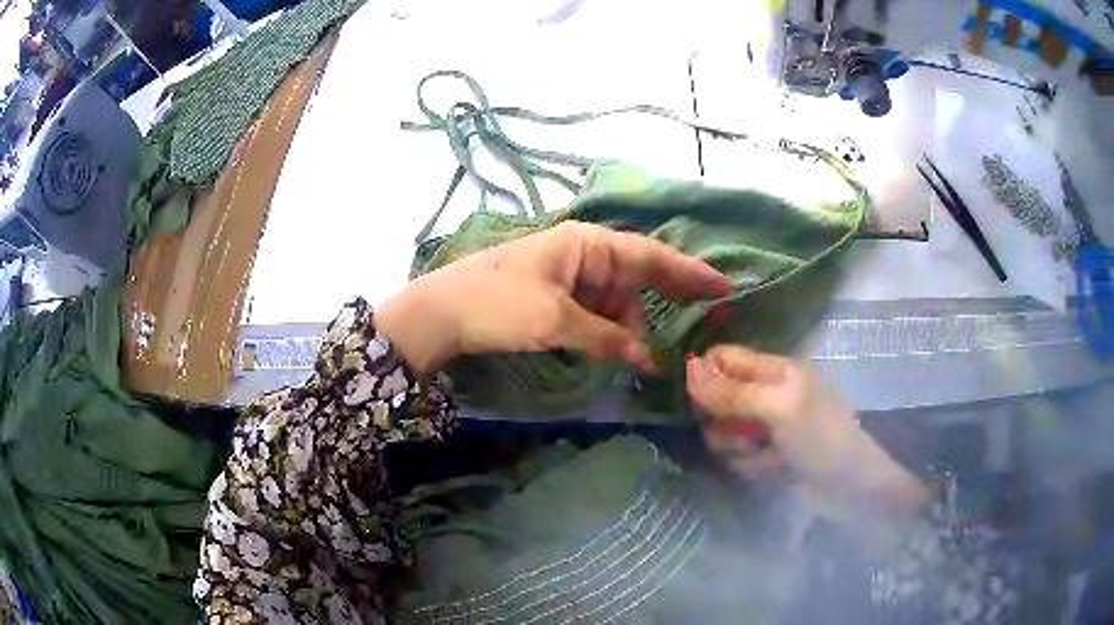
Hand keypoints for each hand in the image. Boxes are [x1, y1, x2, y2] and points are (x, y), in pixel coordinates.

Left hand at [377, 222, 731, 374]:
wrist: (440, 312)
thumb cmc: (498, 304)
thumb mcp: (556, 322)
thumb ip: (607, 338)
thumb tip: (649, 359)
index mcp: (587, 244)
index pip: (650, 256)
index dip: (689, 273)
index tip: (723, 287)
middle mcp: (583, 253)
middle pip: (637, 278)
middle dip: (663, 302)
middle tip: (702, 321)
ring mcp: (569, 274)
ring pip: (616, 300)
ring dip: (627, 327)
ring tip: (633, 355)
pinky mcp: (555, 296)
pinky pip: (595, 311)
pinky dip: (607, 330)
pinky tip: (614, 349)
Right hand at [687, 346, 929, 521]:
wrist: (849, 489)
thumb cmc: (820, 439)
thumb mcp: (778, 409)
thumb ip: (732, 391)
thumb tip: (687, 367)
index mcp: (773, 370)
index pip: (722, 358)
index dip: (705, 377)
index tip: (700, 403)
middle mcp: (765, 395)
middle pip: (716, 399)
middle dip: (721, 421)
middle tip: (742, 434)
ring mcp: (764, 428)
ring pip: (723, 433)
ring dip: (737, 449)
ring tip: (766, 457)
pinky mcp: (764, 457)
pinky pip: (737, 458)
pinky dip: (751, 466)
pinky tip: (774, 472)